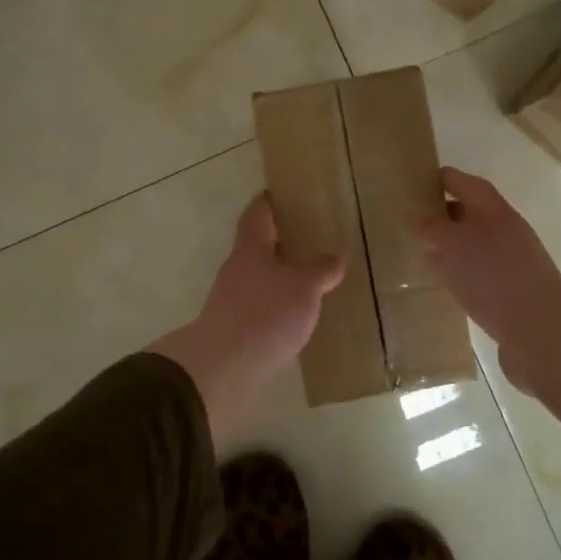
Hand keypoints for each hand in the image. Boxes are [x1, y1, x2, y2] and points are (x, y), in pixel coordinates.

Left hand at [152, 194, 343, 434]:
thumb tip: (335, 258)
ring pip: (260, 275)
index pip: (258, 213)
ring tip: (310, 276)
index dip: (269, 201)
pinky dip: (278, 301)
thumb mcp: (304, 287)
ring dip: (280, 273)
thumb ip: (321, 269)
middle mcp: (237, 267)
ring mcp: (232, 297)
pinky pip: (261, 303)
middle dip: (281, 240)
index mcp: (251, 247)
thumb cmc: (266, 313)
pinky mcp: (235, 325)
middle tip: (310, 235)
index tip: (283, 194)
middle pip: (258, 244)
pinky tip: (297, 312)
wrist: (225, 366)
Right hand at [418, 168, 560, 453]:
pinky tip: (442, 282)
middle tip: (412, 218)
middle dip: (444, 213)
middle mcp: (505, 232)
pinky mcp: (508, 294)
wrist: (540, 330)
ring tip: (421, 249)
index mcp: (494, 211)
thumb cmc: (493, 276)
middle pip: (472, 214)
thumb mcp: (453, 245)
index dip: (445, 179)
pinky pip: (477, 274)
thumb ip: (433, 229)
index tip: (419, 180)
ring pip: (474, 246)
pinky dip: (458, 273)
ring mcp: (510, 264)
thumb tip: (419, 221)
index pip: (467, 184)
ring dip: (451, 246)